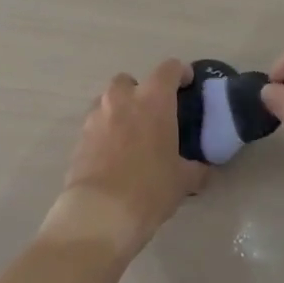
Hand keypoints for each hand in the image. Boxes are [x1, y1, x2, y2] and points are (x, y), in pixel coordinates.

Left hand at [44, 60, 208, 257]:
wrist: (101, 212)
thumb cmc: (150, 188)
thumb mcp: (183, 181)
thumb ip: (196, 169)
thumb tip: (203, 170)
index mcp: (153, 100)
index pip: (169, 69)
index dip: (181, 73)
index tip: (187, 84)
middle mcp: (122, 99)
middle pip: (130, 81)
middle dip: (141, 92)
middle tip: (153, 115)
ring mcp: (96, 116)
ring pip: (108, 101)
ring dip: (120, 111)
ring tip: (131, 136)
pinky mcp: (79, 137)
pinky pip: (96, 125)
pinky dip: (105, 132)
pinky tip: (114, 155)